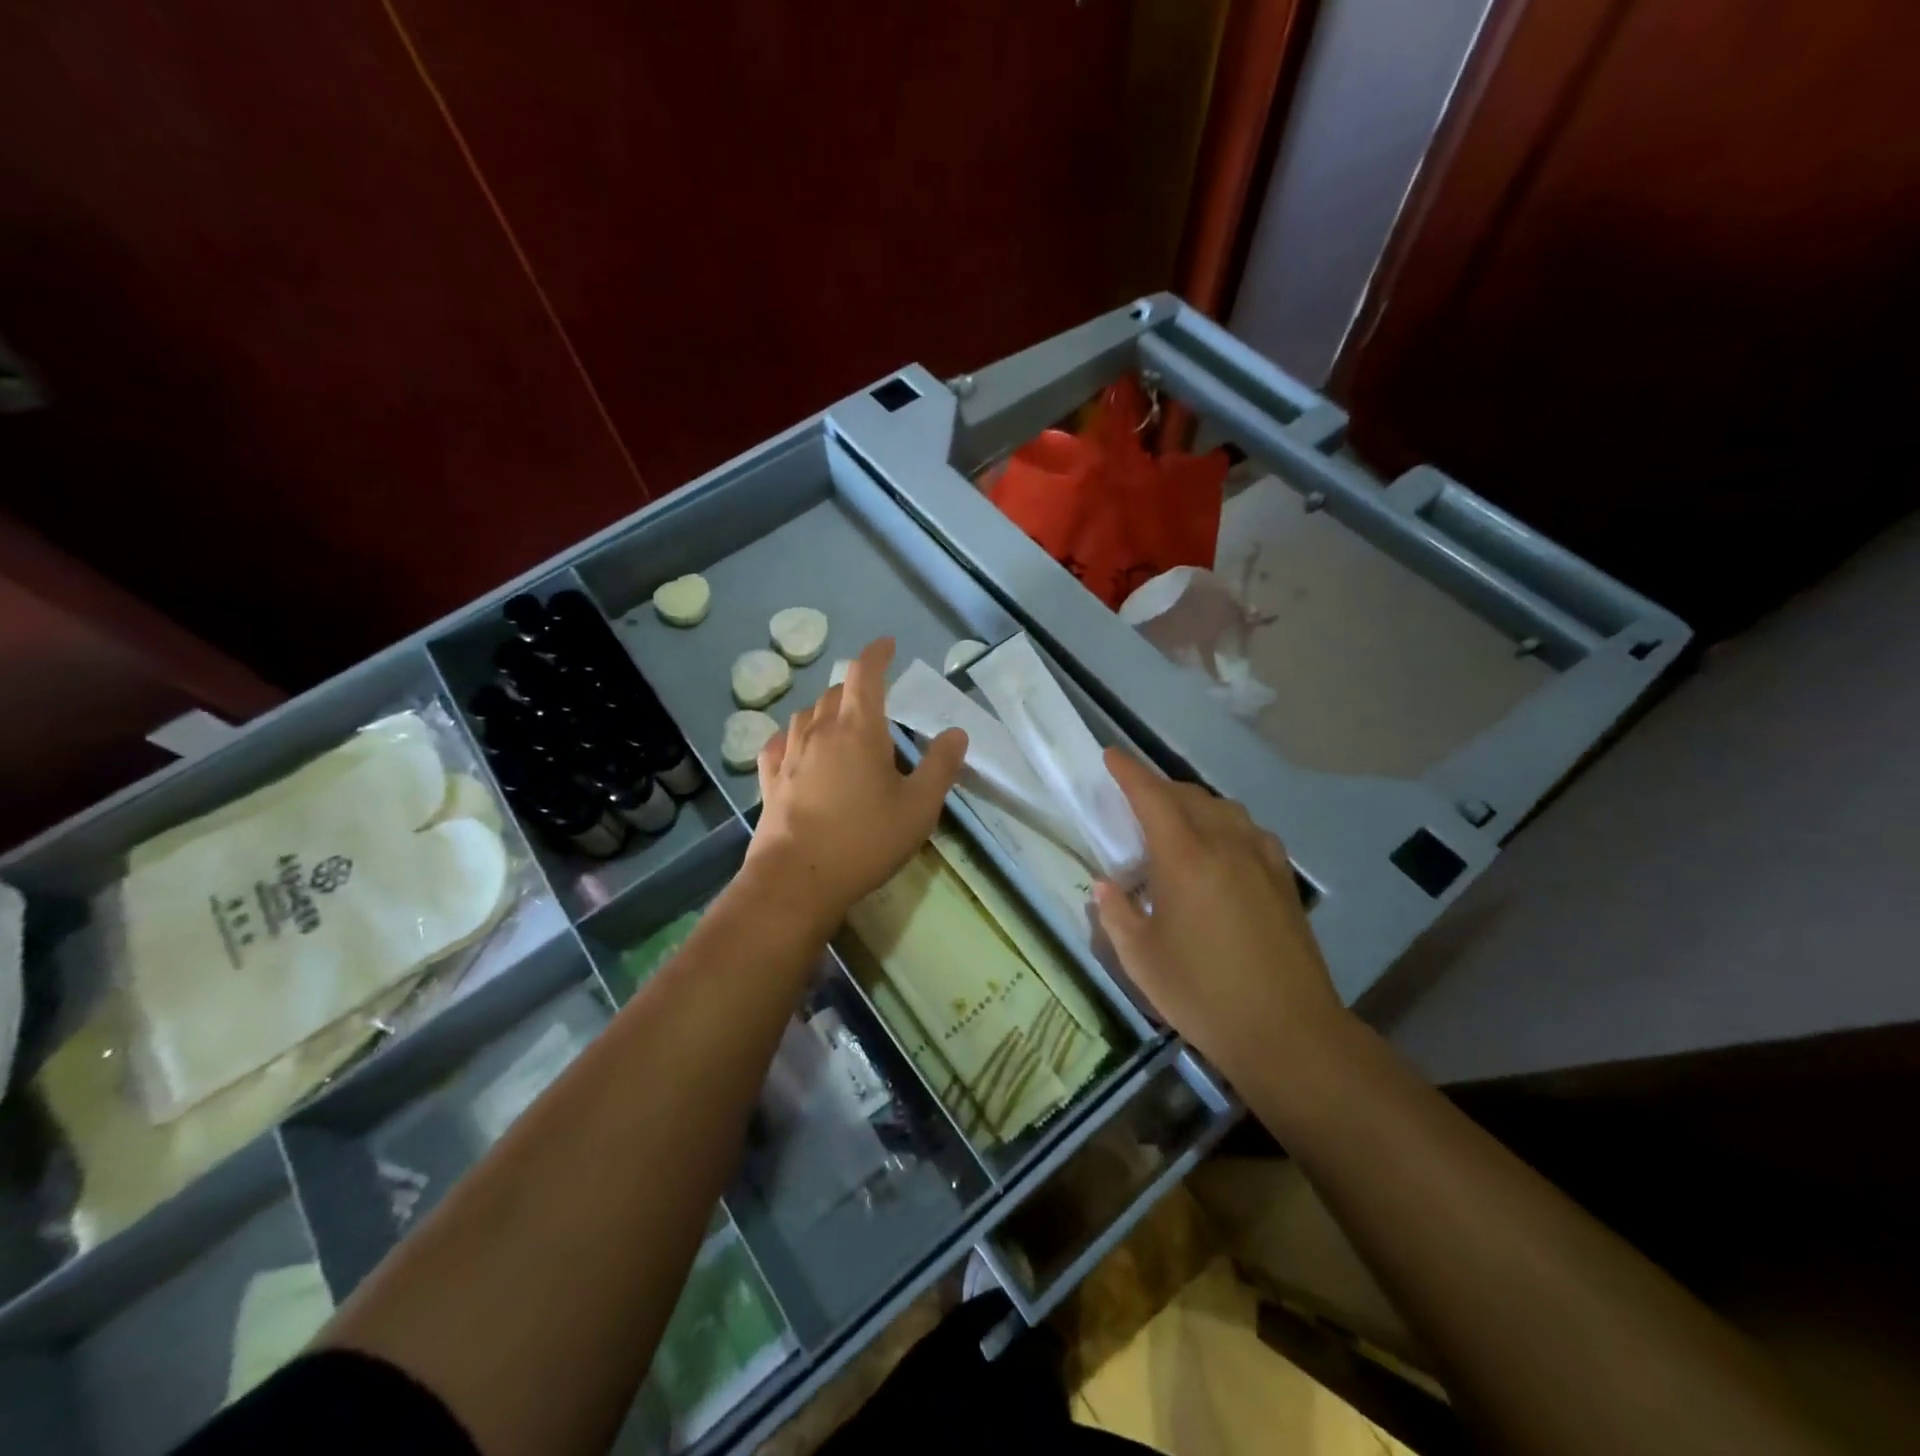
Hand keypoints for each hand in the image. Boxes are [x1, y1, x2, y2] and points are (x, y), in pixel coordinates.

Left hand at [743, 637, 966, 932]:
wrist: (797, 880)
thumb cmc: (865, 840)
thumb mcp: (919, 807)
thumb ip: (941, 766)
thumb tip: (955, 732)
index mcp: (858, 729)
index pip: (865, 674)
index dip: (877, 654)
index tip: (888, 645)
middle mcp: (820, 732)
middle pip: (835, 693)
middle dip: (856, 687)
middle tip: (876, 700)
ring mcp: (789, 755)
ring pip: (806, 715)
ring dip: (826, 710)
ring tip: (841, 723)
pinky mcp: (769, 780)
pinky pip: (779, 743)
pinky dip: (794, 736)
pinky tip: (797, 748)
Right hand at [1092, 749, 1347, 1090]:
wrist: (1289, 1031)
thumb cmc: (1203, 994)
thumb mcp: (1141, 959)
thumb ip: (1116, 914)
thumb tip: (1106, 887)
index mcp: (1186, 858)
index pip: (1152, 797)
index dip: (1129, 772)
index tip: (1110, 756)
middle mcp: (1226, 845)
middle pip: (1189, 796)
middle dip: (1158, 787)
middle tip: (1135, 797)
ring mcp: (1262, 859)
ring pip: (1224, 808)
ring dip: (1194, 803)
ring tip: (1175, 821)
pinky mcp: (1284, 880)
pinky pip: (1250, 831)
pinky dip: (1226, 825)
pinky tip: (1221, 849)